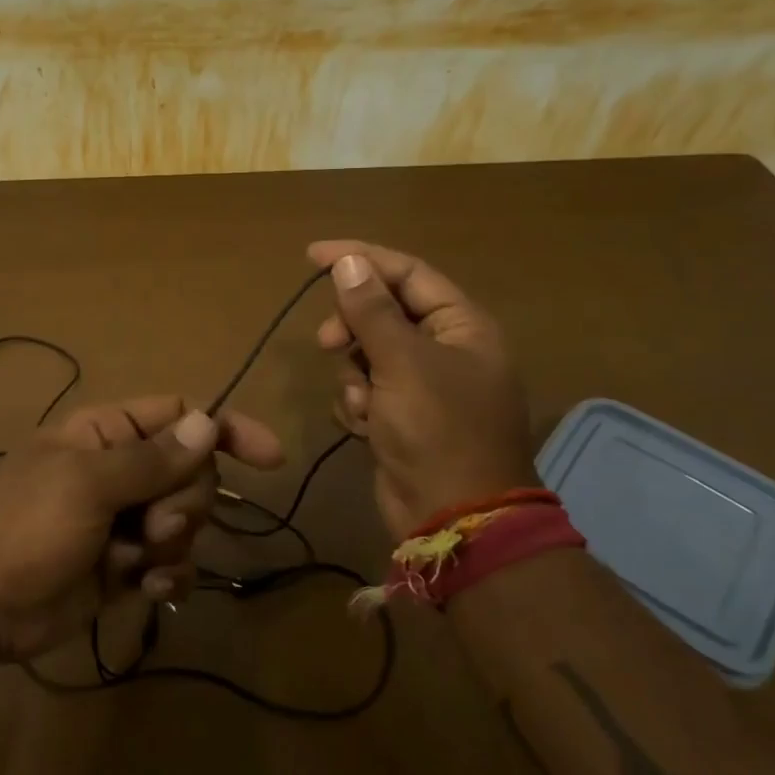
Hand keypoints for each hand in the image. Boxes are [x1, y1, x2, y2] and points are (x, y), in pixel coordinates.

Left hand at [0, 396, 283, 661]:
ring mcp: (123, 519)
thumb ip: (151, 458)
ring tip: (135, 559)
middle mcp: (119, 470)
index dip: (225, 429)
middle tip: (152, 525)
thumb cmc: (26, 528)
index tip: (270, 458)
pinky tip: (149, 588)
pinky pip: (171, 562)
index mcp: (105, 434)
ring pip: (185, 520)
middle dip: (184, 502)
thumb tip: (209, 422)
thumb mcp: (87, 485)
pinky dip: (169, 575)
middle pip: (190, 472)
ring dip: (174, 542)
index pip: (179, 415)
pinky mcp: (124, 565)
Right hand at [308, 240, 536, 536]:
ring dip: (354, 376)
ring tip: (363, 405)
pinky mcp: (401, 416)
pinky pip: (365, 390)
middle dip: (351, 328)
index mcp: (461, 326)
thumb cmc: (437, 430)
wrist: (452, 517)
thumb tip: (348, 262)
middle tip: (327, 343)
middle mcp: (444, 349)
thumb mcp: (403, 363)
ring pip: (367, 354)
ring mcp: (422, 385)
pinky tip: (365, 427)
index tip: (313, 256)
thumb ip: (372, 311)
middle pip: (383, 313)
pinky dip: (357, 404)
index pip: (407, 274)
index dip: (361, 259)